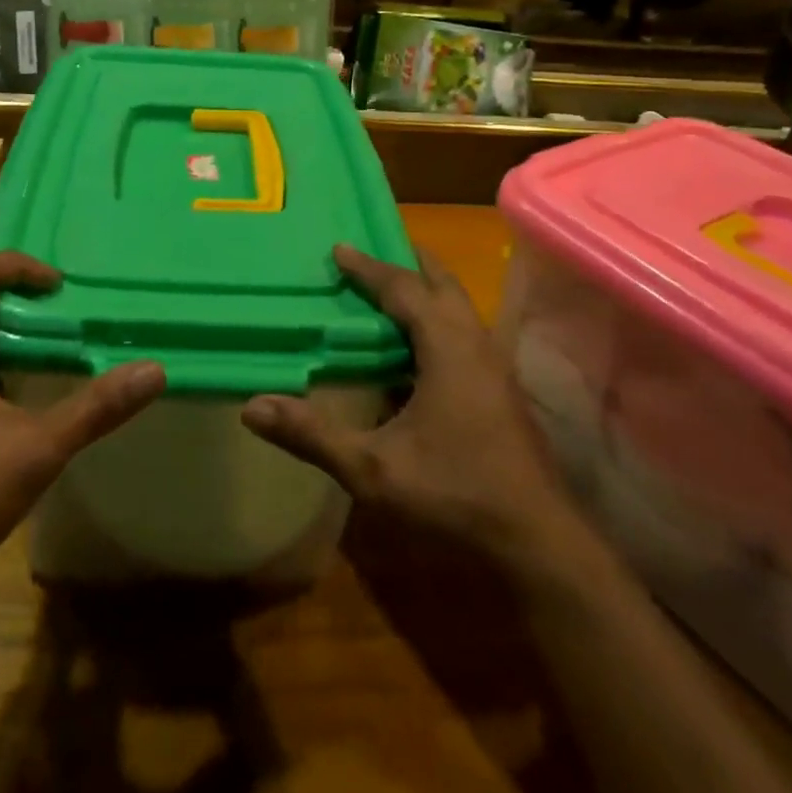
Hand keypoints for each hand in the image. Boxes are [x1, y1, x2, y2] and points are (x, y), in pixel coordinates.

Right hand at [242, 243, 567, 564]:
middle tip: (372, 251)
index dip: (370, 268)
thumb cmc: (456, 495)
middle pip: (442, 284)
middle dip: (408, 263)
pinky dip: (436, 320)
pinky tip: (415, 350)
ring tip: (389, 291)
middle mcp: (476, 345)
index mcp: (448, 348)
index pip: (404, 289)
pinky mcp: (501, 391)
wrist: (539, 544)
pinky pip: (463, 333)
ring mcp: (494, 368)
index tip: (339, 248)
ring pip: (458, 309)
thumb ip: (313, 436)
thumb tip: (252, 407)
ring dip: (425, 291)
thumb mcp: (373, 470)